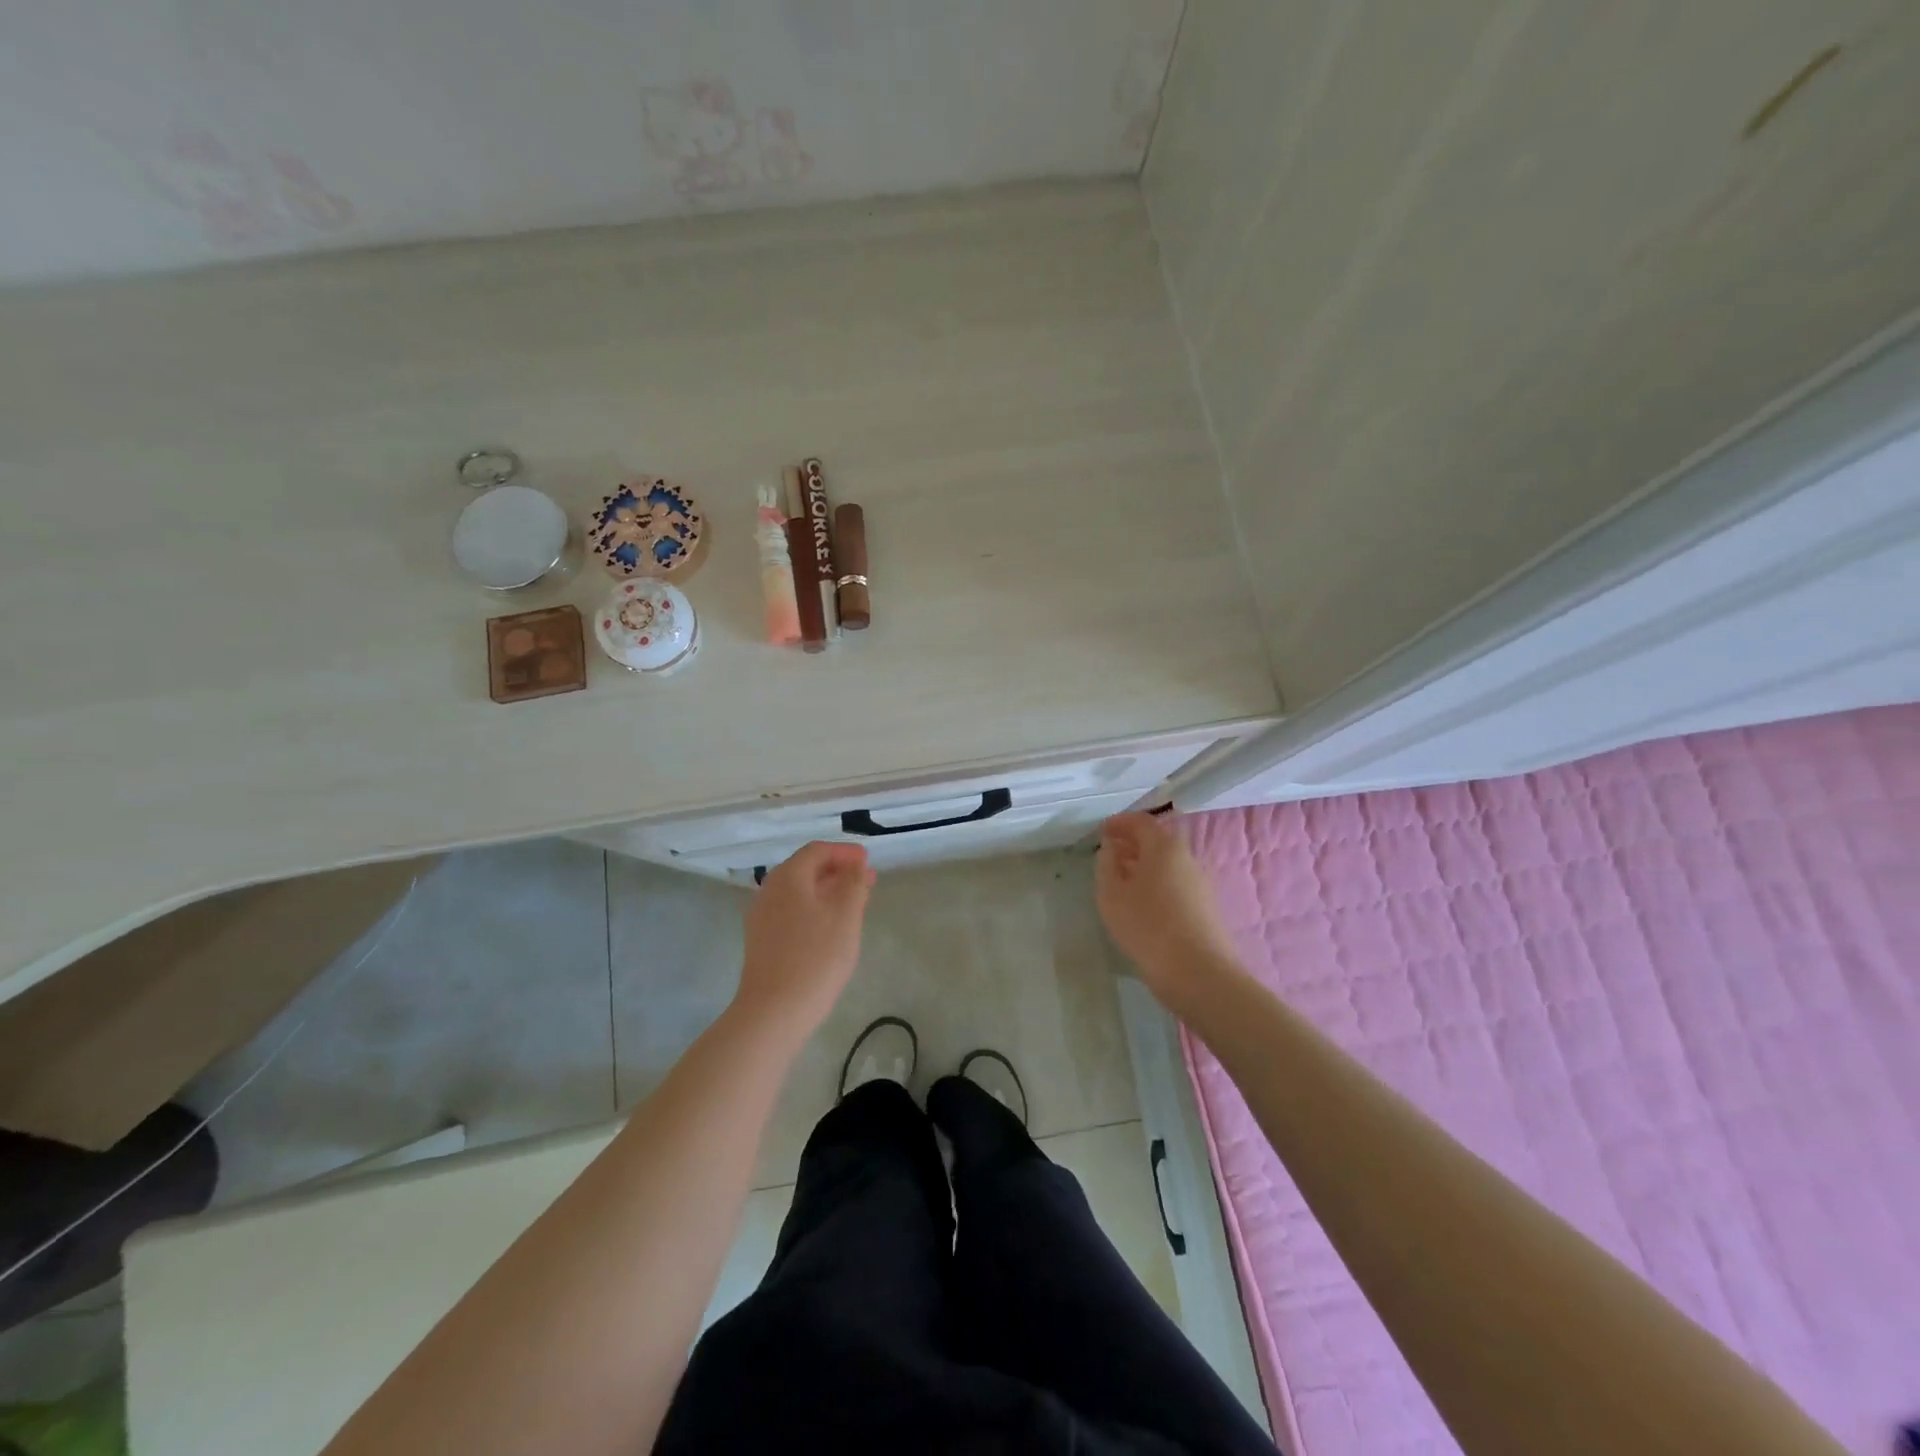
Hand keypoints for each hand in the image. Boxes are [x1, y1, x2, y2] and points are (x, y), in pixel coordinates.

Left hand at [735, 841, 875, 1034]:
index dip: (845, 852)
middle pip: (805, 869)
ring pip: (798, 892)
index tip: (868, 862)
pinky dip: (814, 908)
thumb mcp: (845, 917)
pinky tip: (831, 927)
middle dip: (837, 871)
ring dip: (827, 891)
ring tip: (854, 903)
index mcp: (788, 878)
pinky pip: (791, 912)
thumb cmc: (815, 959)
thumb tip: (856, 866)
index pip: (817, 851)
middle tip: (866, 881)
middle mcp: (769, 891)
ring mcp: (762, 917)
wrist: (773, 1012)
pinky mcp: (762, 941)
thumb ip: (854, 884)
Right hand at [1095, 813, 1243, 1007]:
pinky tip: (1142, 903)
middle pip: (1157, 841)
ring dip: (1143, 865)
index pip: (1141, 822)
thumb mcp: (1112, 895)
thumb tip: (1110, 848)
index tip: (1102, 831)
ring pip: (1167, 864)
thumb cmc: (1148, 927)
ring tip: (1121, 880)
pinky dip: (1156, 883)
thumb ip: (1107, 865)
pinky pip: (1175, 883)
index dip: (1120, 823)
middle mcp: (1187, 857)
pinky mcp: (1205, 907)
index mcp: (1164, 846)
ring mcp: (1200, 882)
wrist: (1199, 973)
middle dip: (1132, 843)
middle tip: (1109, 854)